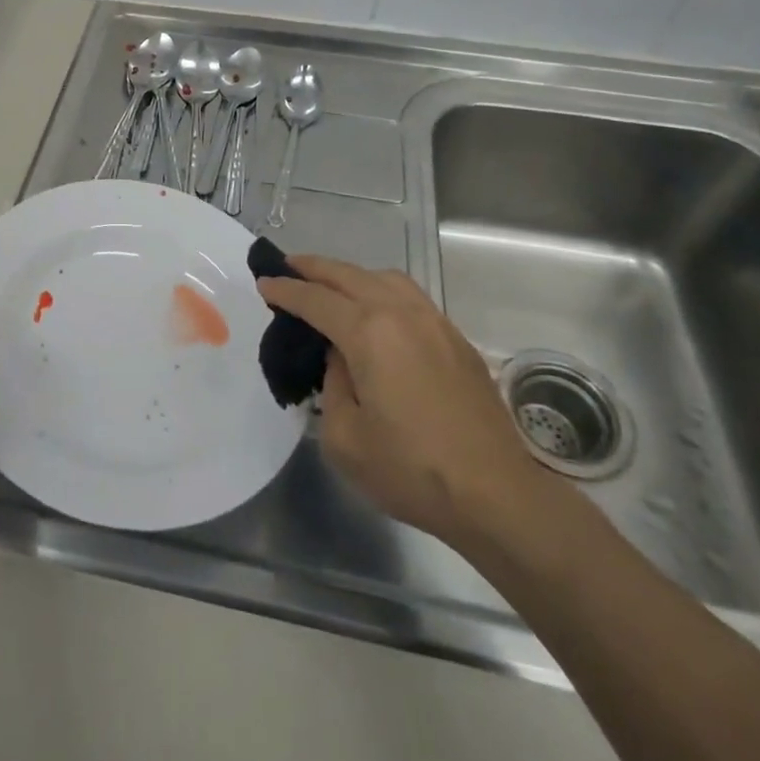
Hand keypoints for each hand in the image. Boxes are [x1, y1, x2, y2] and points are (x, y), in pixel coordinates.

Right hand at [257, 256, 548, 549]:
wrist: (495, 493)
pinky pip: (409, 295)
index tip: (264, 283)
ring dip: (351, 274)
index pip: (316, 300)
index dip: (286, 290)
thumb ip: (332, 385)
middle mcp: (400, 313)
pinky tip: (376, 309)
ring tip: (331, 283)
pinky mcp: (455, 338)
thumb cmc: (412, 470)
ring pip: (384, 277)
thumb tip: (342, 359)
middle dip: (314, 267)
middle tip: (288, 266)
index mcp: (369, 333)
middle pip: (349, 275)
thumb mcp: (345, 438)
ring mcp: (433, 322)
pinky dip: (381, 289)